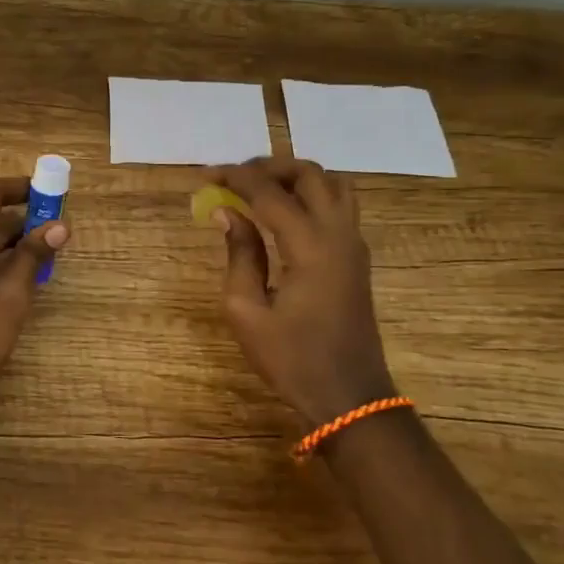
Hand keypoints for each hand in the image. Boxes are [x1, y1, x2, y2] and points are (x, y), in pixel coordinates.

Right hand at [209, 157, 395, 426]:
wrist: (348, 396)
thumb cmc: (290, 358)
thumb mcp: (246, 311)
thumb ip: (239, 255)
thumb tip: (228, 214)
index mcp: (310, 247)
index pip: (270, 193)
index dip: (236, 178)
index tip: (206, 175)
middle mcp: (338, 234)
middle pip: (310, 174)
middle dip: (269, 167)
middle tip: (234, 178)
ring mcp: (354, 244)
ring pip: (333, 184)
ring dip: (296, 177)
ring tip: (260, 190)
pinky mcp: (357, 257)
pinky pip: (339, 205)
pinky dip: (311, 194)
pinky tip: (284, 213)